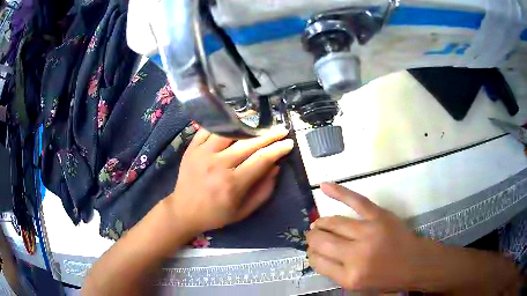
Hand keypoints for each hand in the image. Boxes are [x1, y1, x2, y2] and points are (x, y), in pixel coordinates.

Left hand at [166, 126, 293, 233]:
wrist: (183, 211)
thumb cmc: (216, 214)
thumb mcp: (243, 211)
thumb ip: (263, 191)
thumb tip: (276, 167)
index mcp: (232, 184)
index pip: (261, 159)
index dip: (278, 149)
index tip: (289, 143)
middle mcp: (218, 165)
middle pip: (249, 143)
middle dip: (269, 135)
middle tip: (281, 129)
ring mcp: (203, 153)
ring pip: (230, 132)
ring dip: (248, 126)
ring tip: (260, 123)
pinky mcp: (192, 148)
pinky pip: (209, 129)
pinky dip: (223, 124)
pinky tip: (234, 122)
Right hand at [307, 183, 424, 290]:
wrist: (415, 263)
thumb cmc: (386, 279)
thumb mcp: (358, 287)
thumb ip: (336, 273)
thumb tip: (319, 254)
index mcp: (350, 277)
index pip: (318, 262)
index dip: (312, 255)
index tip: (314, 252)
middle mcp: (356, 255)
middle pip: (322, 241)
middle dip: (312, 238)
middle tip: (312, 237)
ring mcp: (369, 232)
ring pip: (334, 222)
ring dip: (321, 223)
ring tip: (318, 224)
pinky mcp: (379, 216)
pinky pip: (356, 201)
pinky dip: (338, 192)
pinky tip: (324, 186)